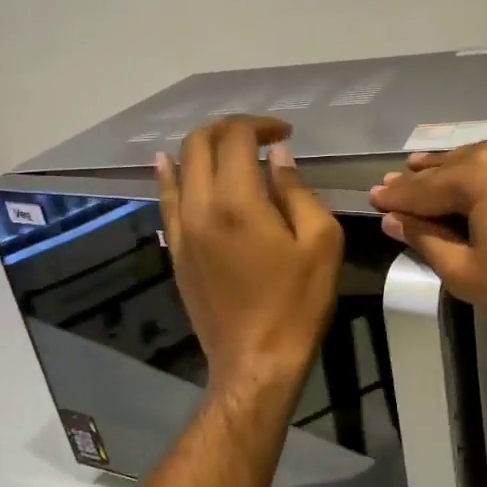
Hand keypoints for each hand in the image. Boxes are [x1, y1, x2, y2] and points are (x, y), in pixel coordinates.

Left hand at [157, 117, 342, 396]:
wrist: (256, 361)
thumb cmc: (297, 304)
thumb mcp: (320, 243)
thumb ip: (297, 192)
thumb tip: (278, 158)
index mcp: (237, 202)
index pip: (236, 137)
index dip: (260, 125)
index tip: (284, 134)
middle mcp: (199, 207)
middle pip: (199, 144)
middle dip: (228, 129)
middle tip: (259, 137)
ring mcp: (181, 231)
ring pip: (178, 169)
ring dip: (200, 148)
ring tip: (225, 147)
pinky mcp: (176, 252)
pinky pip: (166, 202)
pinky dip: (171, 177)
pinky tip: (170, 166)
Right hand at [367, 137, 486, 368]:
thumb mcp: (469, 273)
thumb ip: (426, 240)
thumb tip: (395, 220)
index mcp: (481, 172)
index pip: (424, 185)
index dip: (396, 195)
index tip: (374, 197)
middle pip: (457, 164)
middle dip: (426, 176)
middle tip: (400, 180)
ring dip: (464, 171)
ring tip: (439, 174)